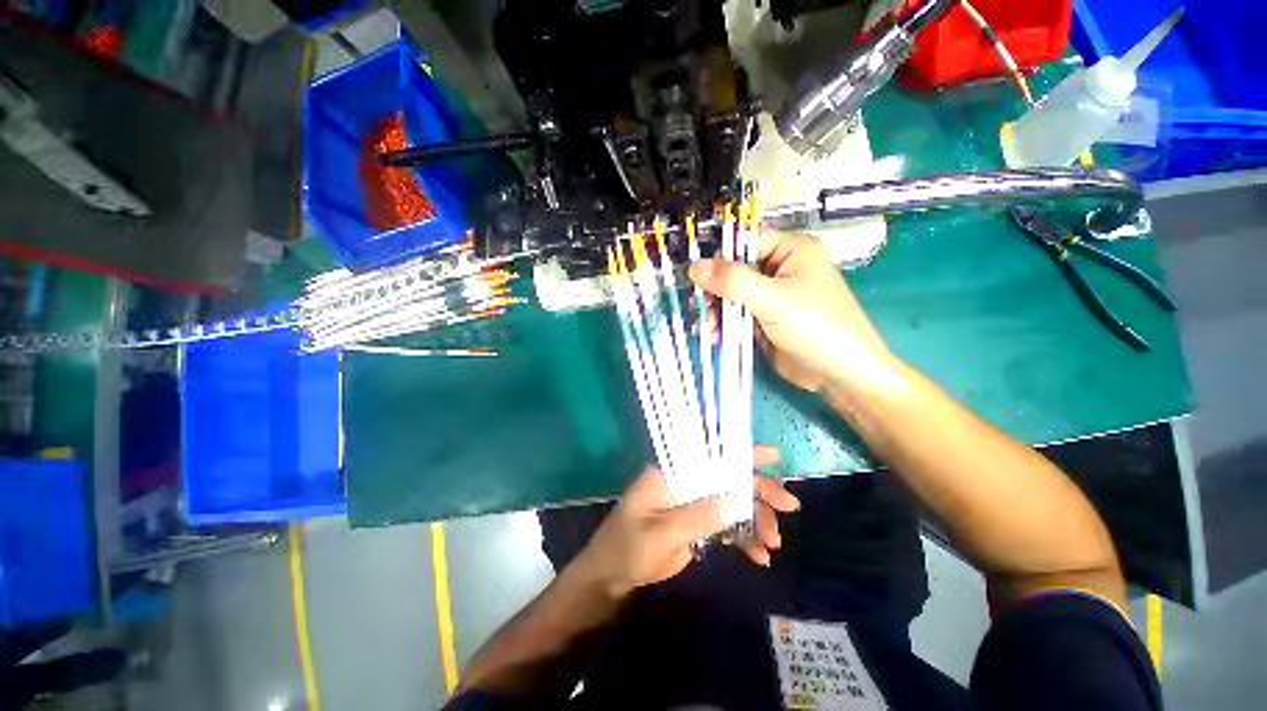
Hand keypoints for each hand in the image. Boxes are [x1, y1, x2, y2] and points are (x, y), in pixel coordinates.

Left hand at [574, 446, 800, 598]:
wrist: (613, 577)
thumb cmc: (627, 548)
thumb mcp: (660, 534)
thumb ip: (697, 517)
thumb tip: (736, 500)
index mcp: (672, 474)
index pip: (709, 455)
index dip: (740, 452)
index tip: (773, 456)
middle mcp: (687, 483)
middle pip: (728, 479)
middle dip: (759, 491)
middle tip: (789, 507)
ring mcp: (694, 504)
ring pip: (733, 503)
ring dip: (757, 519)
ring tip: (773, 544)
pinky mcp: (699, 525)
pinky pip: (728, 526)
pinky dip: (746, 539)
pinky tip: (760, 557)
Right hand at [689, 229, 891, 392]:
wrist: (839, 373)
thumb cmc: (815, 326)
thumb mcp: (772, 299)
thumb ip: (733, 281)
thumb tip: (695, 267)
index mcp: (791, 250)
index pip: (746, 240)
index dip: (721, 255)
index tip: (697, 275)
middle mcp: (781, 268)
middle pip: (736, 269)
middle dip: (716, 289)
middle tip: (700, 306)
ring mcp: (772, 295)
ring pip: (733, 294)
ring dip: (717, 309)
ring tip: (707, 327)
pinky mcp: (766, 318)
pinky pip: (738, 313)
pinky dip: (724, 322)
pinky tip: (715, 335)